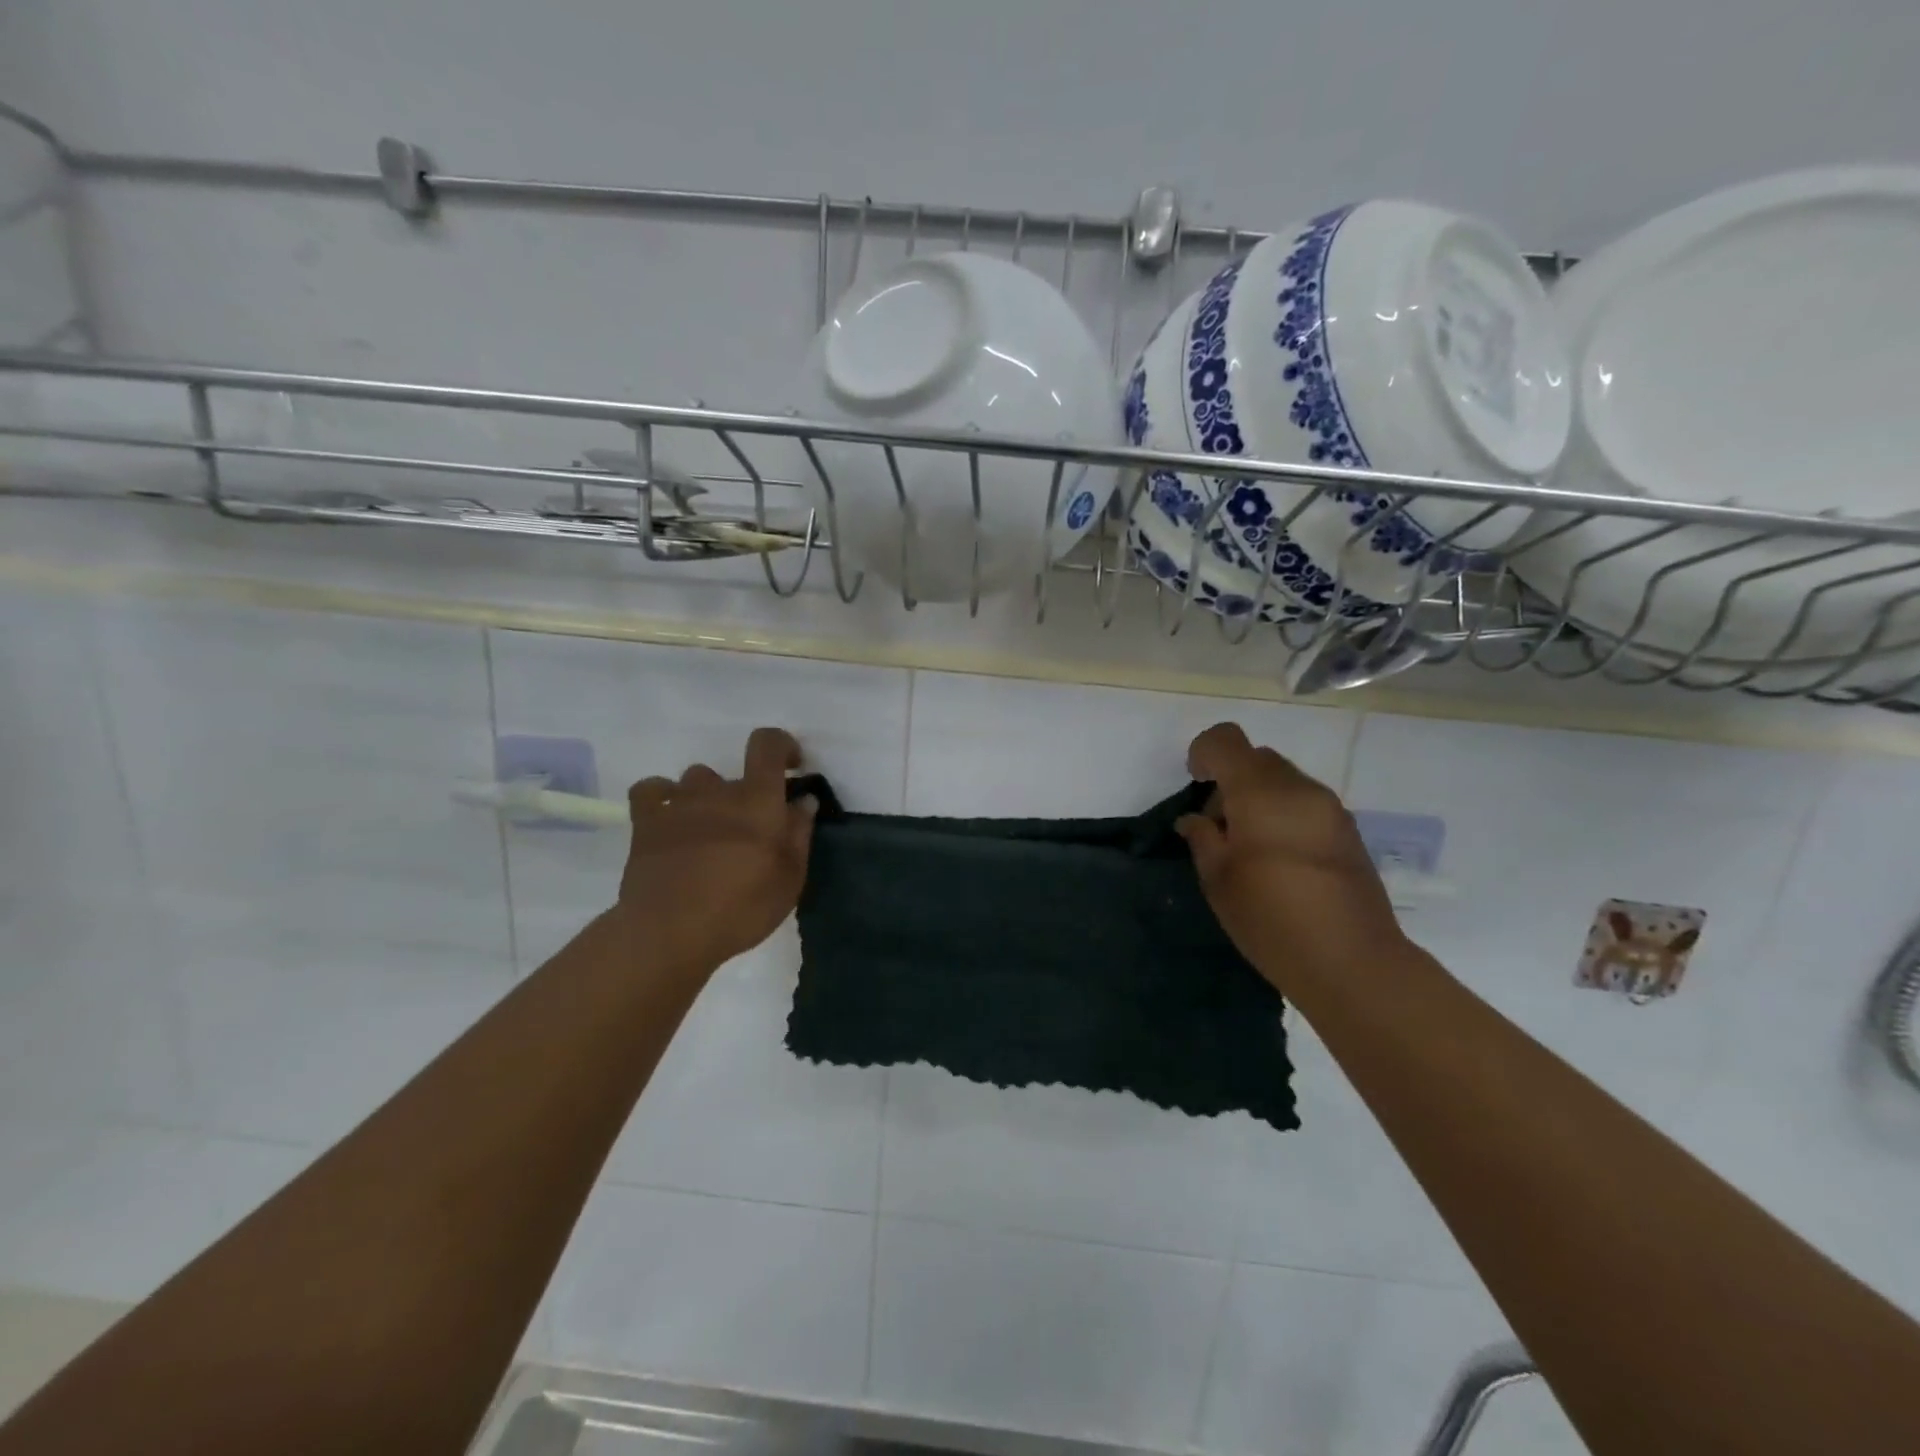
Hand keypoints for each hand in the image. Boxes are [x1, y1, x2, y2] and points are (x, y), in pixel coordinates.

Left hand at [614, 727, 816, 973]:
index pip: (767, 745)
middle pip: (735, 774)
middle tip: (749, 836)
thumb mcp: (789, 879)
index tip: (791, 767)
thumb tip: (803, 801)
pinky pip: (652, 791)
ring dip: (708, 798)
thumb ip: (799, 834)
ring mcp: (678, 803)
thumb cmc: (741, 909)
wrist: (669, 932)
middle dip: (747, 798)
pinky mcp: (645, 822)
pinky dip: (663, 797)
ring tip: (709, 832)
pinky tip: (670, 819)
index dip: (782, 745)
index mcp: (758, 800)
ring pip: (696, 780)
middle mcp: (718, 790)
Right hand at [1176, 722, 1403, 988]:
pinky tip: (1281, 862)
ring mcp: (1330, 808)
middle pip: (1257, 758)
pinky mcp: (1348, 831)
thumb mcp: (1218, 880)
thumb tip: (1196, 819)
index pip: (1226, 740)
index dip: (1203, 753)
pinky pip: (1305, 804)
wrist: (1352, 962)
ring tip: (1251, 849)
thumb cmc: (1271, 919)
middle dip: (1231, 780)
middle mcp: (1299, 788)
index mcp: (1260, 793)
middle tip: (1221, 828)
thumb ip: (1203, 838)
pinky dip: (1284, 815)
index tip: (1195, 785)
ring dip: (1259, 799)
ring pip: (1284, 780)